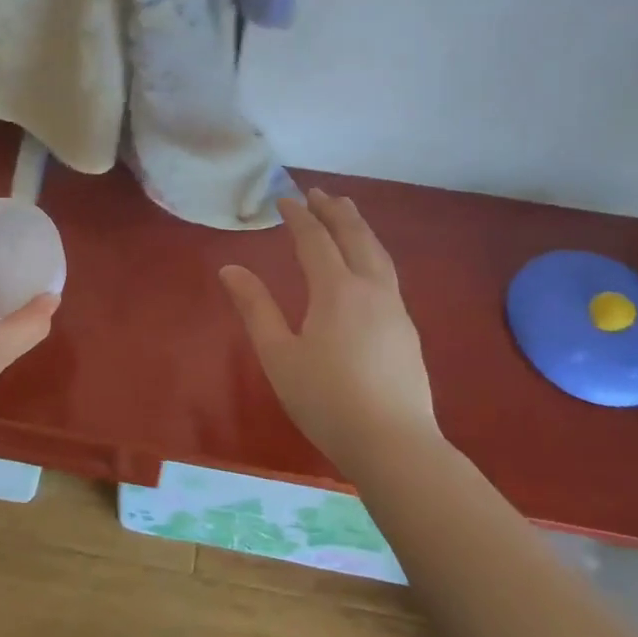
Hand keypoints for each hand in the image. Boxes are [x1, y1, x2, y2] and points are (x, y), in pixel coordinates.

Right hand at [219, 189, 440, 469]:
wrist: (393, 444)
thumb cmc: (326, 400)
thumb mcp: (279, 355)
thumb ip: (256, 308)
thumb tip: (230, 269)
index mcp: (336, 291)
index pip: (315, 240)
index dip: (299, 216)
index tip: (284, 198)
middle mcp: (371, 289)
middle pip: (355, 237)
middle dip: (336, 211)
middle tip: (320, 192)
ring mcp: (395, 309)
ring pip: (378, 254)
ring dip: (360, 228)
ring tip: (348, 213)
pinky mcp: (407, 330)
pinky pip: (387, 274)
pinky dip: (372, 253)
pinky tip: (368, 265)